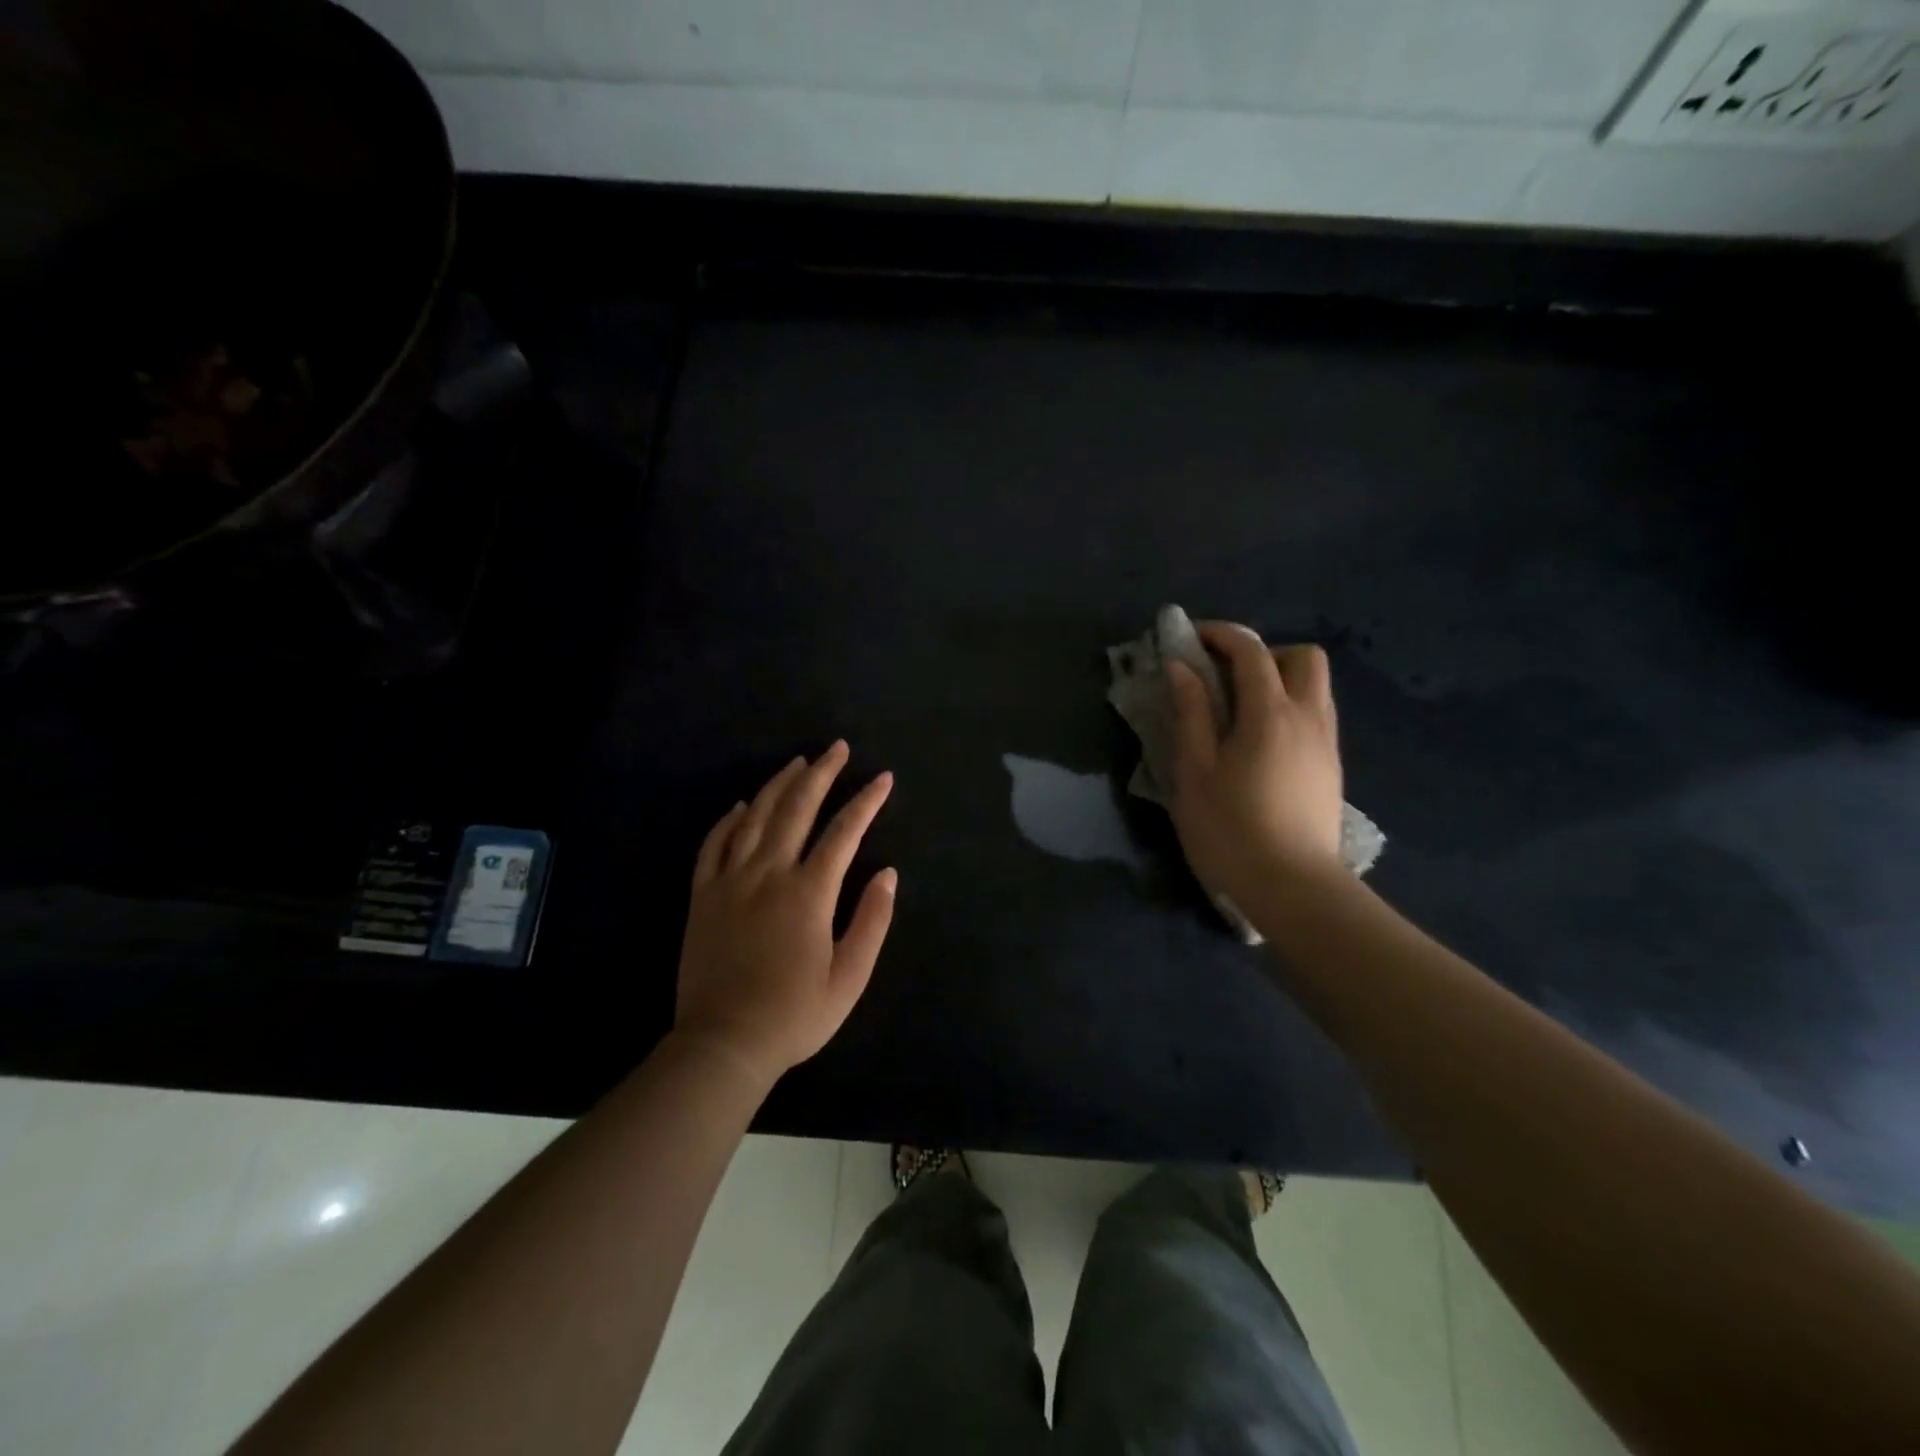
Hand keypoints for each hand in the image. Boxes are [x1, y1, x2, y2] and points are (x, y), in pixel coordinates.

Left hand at [674, 742, 896, 1087]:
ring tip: (798, 763)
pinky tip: (740, 805)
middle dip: (822, 774)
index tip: (883, 778)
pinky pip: (713, 845)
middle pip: (797, 808)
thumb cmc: (794, 1014)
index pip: (845, 831)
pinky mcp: (702, 896)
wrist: (723, 1044)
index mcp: (809, 892)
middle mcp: (769, 873)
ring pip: (754, 816)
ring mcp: (730, 881)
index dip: (867, 801)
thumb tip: (889, 874)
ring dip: (778, 785)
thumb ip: (872, 920)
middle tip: (837, 748)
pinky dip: (728, 820)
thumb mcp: (850, 977)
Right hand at [1167, 623, 1343, 907]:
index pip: (1251, 651)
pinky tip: (1260, 744)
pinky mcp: (1332, 770)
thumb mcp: (1195, 772)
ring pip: (1315, 687)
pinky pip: (1316, 716)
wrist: (1293, 889)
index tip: (1190, 638)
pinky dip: (1289, 710)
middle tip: (1226, 678)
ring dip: (1279, 681)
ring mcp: (1326, 745)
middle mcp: (1309, 718)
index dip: (1221, 635)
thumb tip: (1182, 668)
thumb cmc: (1230, 830)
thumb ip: (1190, 714)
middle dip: (1264, 653)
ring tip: (1239, 712)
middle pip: (1303, 657)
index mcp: (1270, 714)